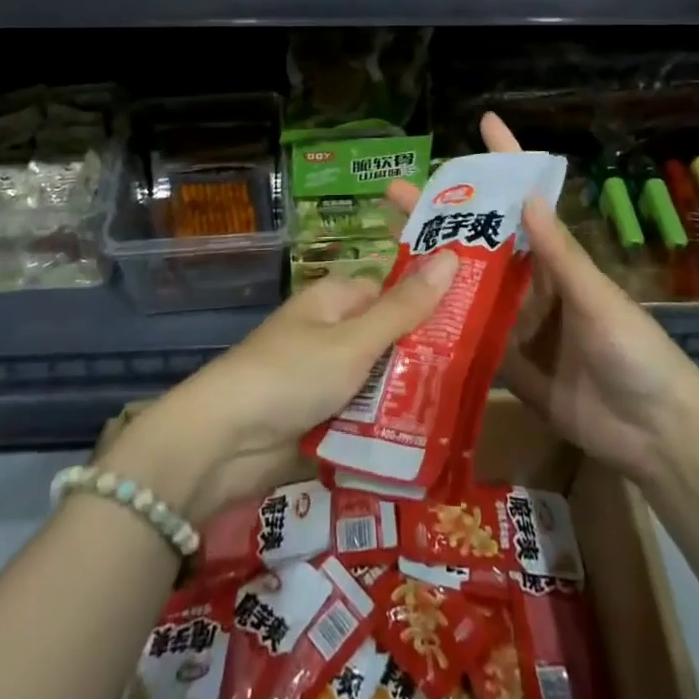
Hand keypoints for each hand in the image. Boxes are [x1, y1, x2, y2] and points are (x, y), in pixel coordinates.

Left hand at [116, 261, 456, 518]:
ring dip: (406, 397)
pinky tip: (424, 441)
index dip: (429, 304)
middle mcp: (330, 331)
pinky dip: (384, 426)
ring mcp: (323, 376)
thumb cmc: (290, 375)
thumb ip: (405, 308)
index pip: (393, 292)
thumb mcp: (354, 341)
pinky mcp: (317, 417)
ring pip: (379, 381)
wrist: (221, 443)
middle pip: (389, 339)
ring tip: (462, 412)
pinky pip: (362, 415)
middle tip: (478, 376)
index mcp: (336, 298)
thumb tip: (452, 255)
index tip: (474, 322)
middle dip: (423, 360)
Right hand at [387, 113, 698, 488]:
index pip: (524, 199)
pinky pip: (465, 334)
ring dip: (430, 263)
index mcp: (554, 258)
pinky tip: (402, 310)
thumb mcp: (599, 300)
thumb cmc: (636, 353)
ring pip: (465, 283)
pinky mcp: (504, 362)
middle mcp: (529, 282)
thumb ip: (562, 256)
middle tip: (394, 192)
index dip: (506, 161)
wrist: (654, 435)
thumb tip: (528, 196)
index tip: (484, 122)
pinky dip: (437, 321)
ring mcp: (514, 322)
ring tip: (386, 242)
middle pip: (479, 239)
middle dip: (440, 213)